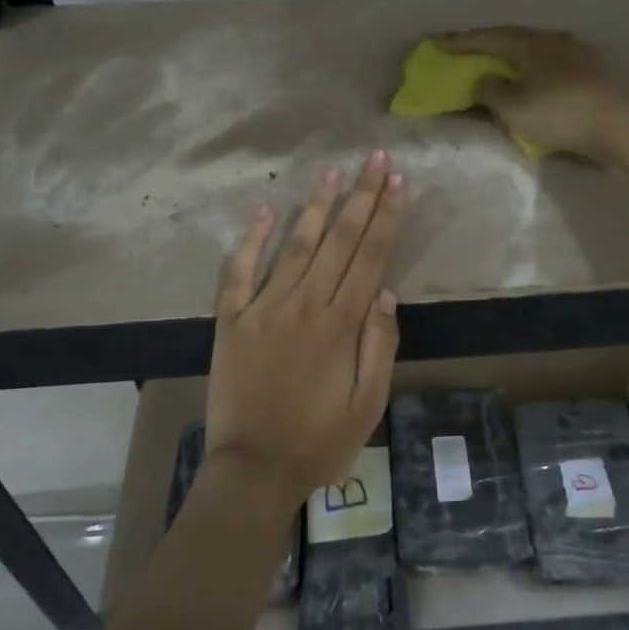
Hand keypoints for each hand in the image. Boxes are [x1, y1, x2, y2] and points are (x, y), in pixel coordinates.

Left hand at [204, 150, 407, 512]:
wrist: (253, 470)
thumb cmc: (319, 441)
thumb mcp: (368, 403)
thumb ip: (379, 345)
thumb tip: (386, 293)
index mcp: (340, 324)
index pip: (370, 257)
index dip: (386, 217)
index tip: (398, 182)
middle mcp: (303, 305)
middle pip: (337, 240)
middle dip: (360, 196)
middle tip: (375, 159)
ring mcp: (262, 308)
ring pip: (294, 245)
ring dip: (315, 206)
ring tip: (332, 172)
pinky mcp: (231, 319)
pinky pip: (239, 271)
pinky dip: (250, 239)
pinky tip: (263, 209)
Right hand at [437, 26, 628, 162]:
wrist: (618, 126)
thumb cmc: (559, 113)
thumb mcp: (513, 107)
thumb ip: (491, 90)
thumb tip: (485, 79)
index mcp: (529, 43)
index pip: (487, 37)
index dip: (461, 41)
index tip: (437, 42)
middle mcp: (552, 39)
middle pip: (512, 37)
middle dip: (487, 44)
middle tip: (466, 49)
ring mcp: (575, 53)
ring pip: (534, 48)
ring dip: (512, 55)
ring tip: (498, 62)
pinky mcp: (591, 71)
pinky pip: (550, 63)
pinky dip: (533, 68)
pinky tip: (533, 76)